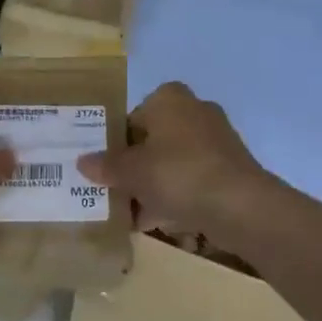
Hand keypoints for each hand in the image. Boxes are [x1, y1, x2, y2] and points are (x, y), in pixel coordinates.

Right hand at [80, 82, 284, 246]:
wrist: (239, 205)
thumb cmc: (177, 173)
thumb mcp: (131, 172)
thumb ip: (106, 166)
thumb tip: (82, 161)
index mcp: (169, 99)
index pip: (132, 117)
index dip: (116, 144)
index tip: (105, 169)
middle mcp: (194, 111)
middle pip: (153, 141)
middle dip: (135, 168)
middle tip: (115, 192)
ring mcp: (216, 140)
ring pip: (172, 162)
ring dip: (153, 186)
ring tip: (133, 214)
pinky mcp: (229, 168)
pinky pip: (192, 179)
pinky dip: (176, 196)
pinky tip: (159, 222)